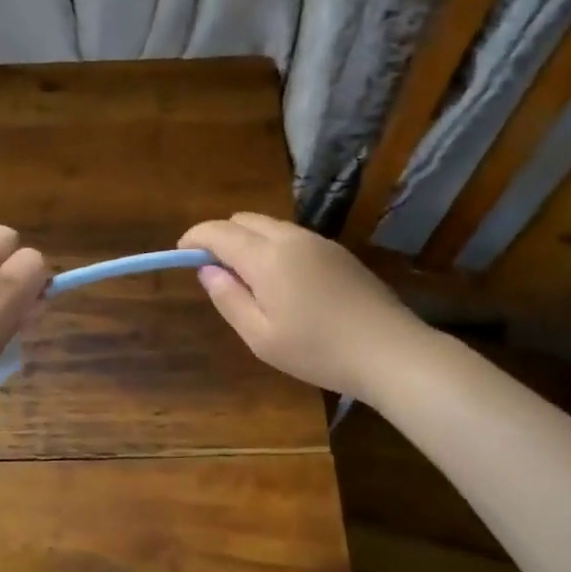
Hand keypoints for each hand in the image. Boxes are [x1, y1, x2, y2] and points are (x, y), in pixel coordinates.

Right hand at [179, 212, 425, 397]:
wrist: (390, 351)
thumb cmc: (317, 350)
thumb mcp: (260, 336)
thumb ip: (228, 298)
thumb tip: (206, 269)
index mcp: (266, 256)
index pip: (218, 231)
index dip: (194, 237)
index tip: (181, 252)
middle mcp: (291, 237)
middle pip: (244, 220)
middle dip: (221, 236)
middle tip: (214, 270)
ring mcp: (318, 242)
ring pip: (270, 226)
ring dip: (249, 240)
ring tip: (247, 279)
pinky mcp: (338, 252)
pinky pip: (293, 237)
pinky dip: (273, 246)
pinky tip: (281, 281)